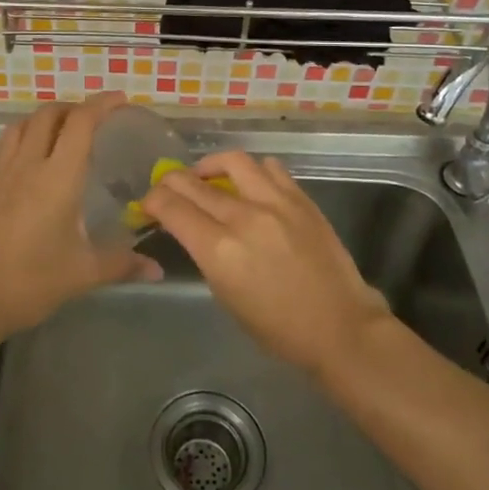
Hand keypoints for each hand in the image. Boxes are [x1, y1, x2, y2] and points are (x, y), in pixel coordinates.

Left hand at [0, 94, 159, 339]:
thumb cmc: (31, 282)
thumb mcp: (83, 273)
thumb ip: (122, 264)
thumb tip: (157, 269)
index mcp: (58, 178)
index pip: (80, 123)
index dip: (101, 105)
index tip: (120, 100)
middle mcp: (27, 164)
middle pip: (48, 114)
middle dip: (73, 108)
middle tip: (93, 119)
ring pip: (21, 125)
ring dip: (44, 119)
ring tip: (60, 132)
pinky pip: (2, 145)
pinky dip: (20, 137)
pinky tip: (26, 159)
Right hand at [142, 151, 391, 372]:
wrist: (339, 326)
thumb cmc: (278, 328)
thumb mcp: (226, 296)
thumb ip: (207, 255)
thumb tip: (195, 230)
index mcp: (219, 250)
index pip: (171, 207)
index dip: (152, 201)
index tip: (149, 205)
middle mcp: (243, 217)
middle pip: (192, 181)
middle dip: (171, 181)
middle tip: (168, 188)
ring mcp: (275, 203)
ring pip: (232, 161)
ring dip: (211, 165)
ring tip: (208, 176)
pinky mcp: (301, 199)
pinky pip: (270, 169)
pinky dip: (252, 172)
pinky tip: (250, 185)